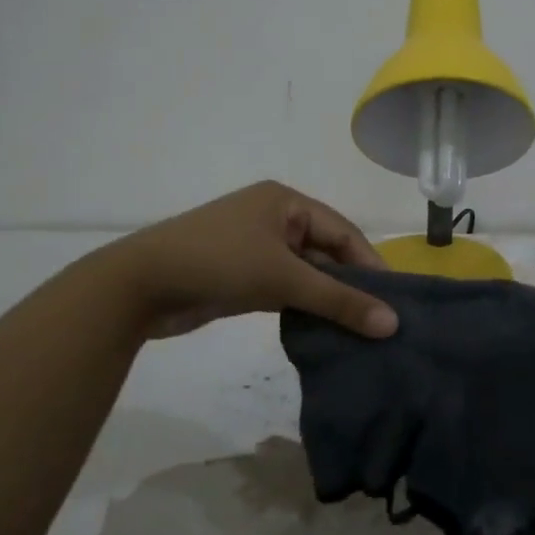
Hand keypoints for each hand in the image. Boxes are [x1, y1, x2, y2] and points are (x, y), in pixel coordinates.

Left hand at [108, 181, 399, 341]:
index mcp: (286, 203)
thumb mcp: (282, 278)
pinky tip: (325, 331)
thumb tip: (392, 324)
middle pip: (326, 252)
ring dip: (327, 299)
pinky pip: (286, 289)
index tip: (395, 301)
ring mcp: (256, 248)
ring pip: (306, 274)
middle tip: (381, 321)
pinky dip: (304, 307)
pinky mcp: (243, 276)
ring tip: (360, 331)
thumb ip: (337, 300)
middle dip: (350, 285)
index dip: (370, 265)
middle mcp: (274, 219)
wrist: (138, 285)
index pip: (343, 232)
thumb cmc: (217, 263)